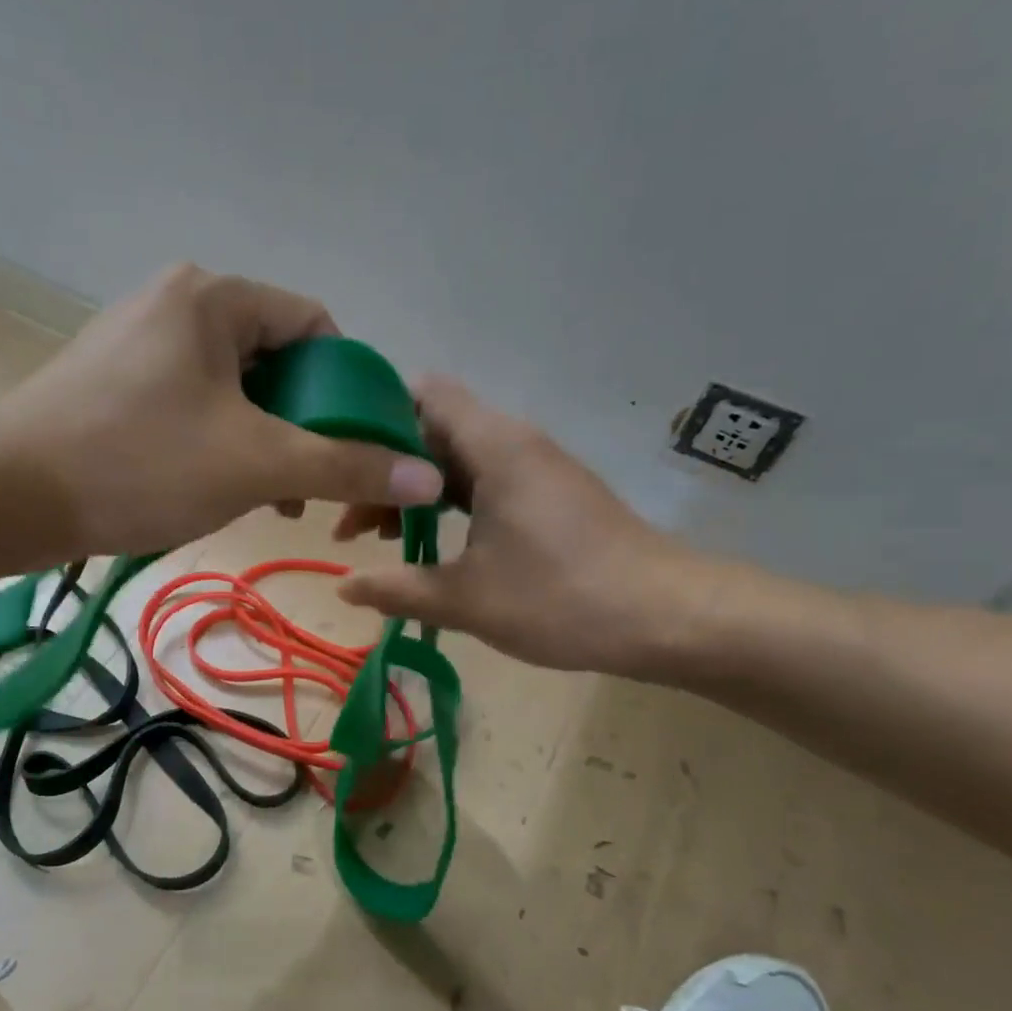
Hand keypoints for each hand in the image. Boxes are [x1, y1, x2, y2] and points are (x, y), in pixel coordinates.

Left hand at [0, 264, 442, 559]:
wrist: (5, 497)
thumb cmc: (139, 465)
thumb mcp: (257, 464)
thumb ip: (346, 466)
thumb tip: (428, 476)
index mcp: (213, 299)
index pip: (315, 325)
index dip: (347, 387)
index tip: (354, 445)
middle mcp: (175, 303)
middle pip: (274, 357)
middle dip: (303, 422)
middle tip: (311, 482)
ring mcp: (137, 341)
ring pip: (233, 386)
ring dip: (263, 437)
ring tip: (270, 496)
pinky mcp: (111, 380)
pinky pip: (190, 401)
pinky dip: (219, 439)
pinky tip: (217, 485)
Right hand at [336, 379, 733, 677]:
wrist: (670, 617)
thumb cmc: (563, 597)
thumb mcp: (467, 599)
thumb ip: (397, 588)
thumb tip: (342, 588)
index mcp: (494, 445)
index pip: (423, 393)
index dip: (375, 417)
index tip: (341, 462)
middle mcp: (515, 442)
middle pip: (434, 431)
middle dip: (387, 470)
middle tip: (350, 524)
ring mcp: (537, 468)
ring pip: (459, 462)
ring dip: (418, 493)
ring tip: (381, 539)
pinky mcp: (551, 495)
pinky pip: (486, 483)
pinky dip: (451, 506)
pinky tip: (434, 547)